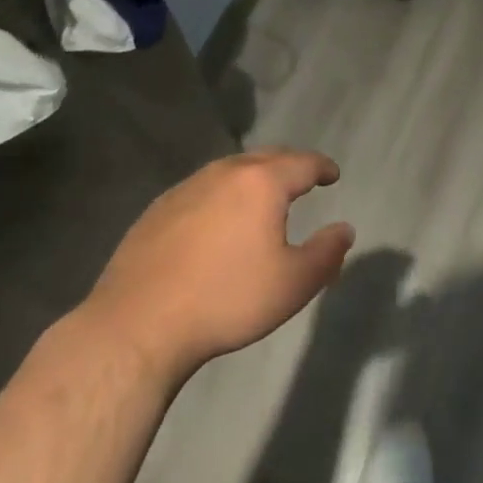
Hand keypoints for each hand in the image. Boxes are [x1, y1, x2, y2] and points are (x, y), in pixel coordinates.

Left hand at [78, 148, 354, 382]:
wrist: (137, 325)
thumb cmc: (226, 300)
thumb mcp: (293, 284)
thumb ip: (327, 253)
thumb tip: (345, 229)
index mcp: (262, 183)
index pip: (303, 163)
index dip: (323, 167)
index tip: (332, 174)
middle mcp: (225, 173)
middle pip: (266, 157)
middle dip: (289, 164)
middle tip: (303, 178)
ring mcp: (186, 188)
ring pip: (230, 170)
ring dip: (253, 177)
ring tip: (262, 196)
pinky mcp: (157, 209)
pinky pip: (202, 189)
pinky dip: (221, 194)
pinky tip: (217, 219)